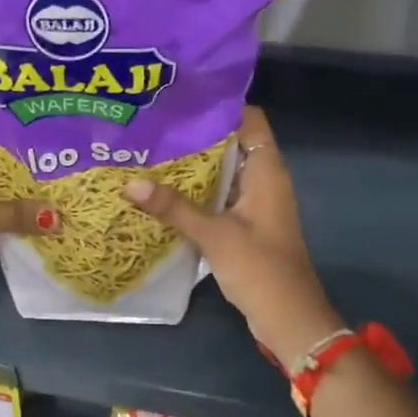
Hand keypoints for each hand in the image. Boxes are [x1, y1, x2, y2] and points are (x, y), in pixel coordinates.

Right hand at [121, 106, 340, 360]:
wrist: (289, 318)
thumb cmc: (259, 268)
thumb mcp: (214, 235)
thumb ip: (173, 207)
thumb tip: (129, 183)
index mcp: (268, 170)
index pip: (250, 119)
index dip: (219, 105)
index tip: (180, 99)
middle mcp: (265, 179)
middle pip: (233, 143)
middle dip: (198, 134)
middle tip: (155, 125)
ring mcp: (257, 203)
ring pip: (225, 171)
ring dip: (196, 165)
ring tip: (153, 150)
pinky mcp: (248, 224)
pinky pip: (222, 195)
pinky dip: (199, 191)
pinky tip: (166, 191)